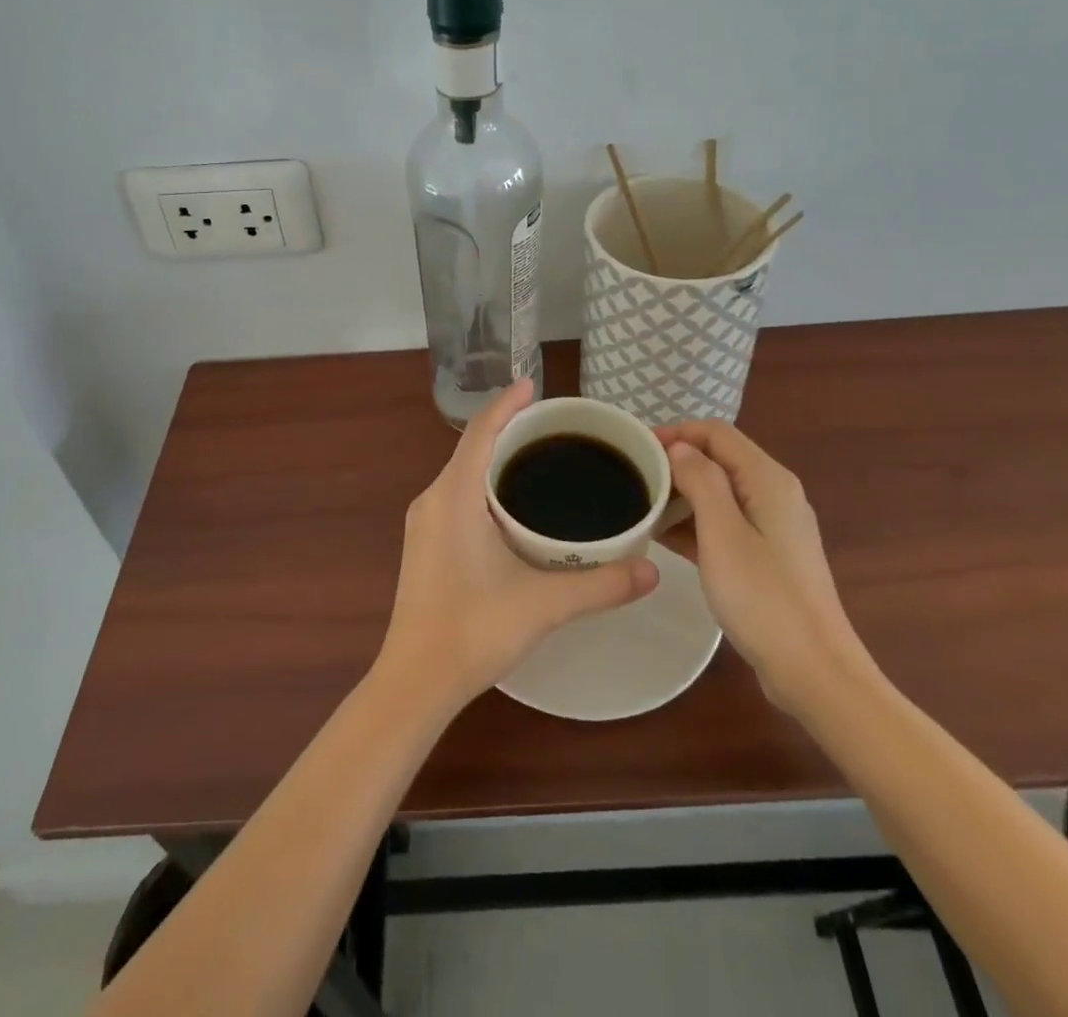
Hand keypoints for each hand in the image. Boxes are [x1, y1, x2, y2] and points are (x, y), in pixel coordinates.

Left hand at [376, 379, 658, 712]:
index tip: (533, 384)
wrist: (414, 682)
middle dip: (509, 429)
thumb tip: (653, 570)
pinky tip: (513, 506)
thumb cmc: (472, 632)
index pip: (481, 432)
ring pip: (463, 473)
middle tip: (555, 427)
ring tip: (541, 458)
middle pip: (472, 447)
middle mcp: (433, 499)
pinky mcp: (425, 544)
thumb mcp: (542, 605)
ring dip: (496, 459)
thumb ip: (600, 585)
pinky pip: (458, 495)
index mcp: (453, 496)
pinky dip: (485, 485)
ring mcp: (424, 523)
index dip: (507, 404)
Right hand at [657, 421, 874, 714]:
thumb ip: (701, 481)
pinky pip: (724, 523)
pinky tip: (662, 537)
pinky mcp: (767, 556)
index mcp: (768, 479)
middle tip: (633, 475)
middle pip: (719, 459)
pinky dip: (694, 522)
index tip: (636, 446)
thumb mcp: (722, 533)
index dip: (676, 431)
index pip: (716, 433)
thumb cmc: (764, 598)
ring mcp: (772, 527)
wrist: (813, 671)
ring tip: (640, 504)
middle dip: (675, 461)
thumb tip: (680, 448)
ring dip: (681, 493)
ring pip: (719, 492)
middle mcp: (774, 494)